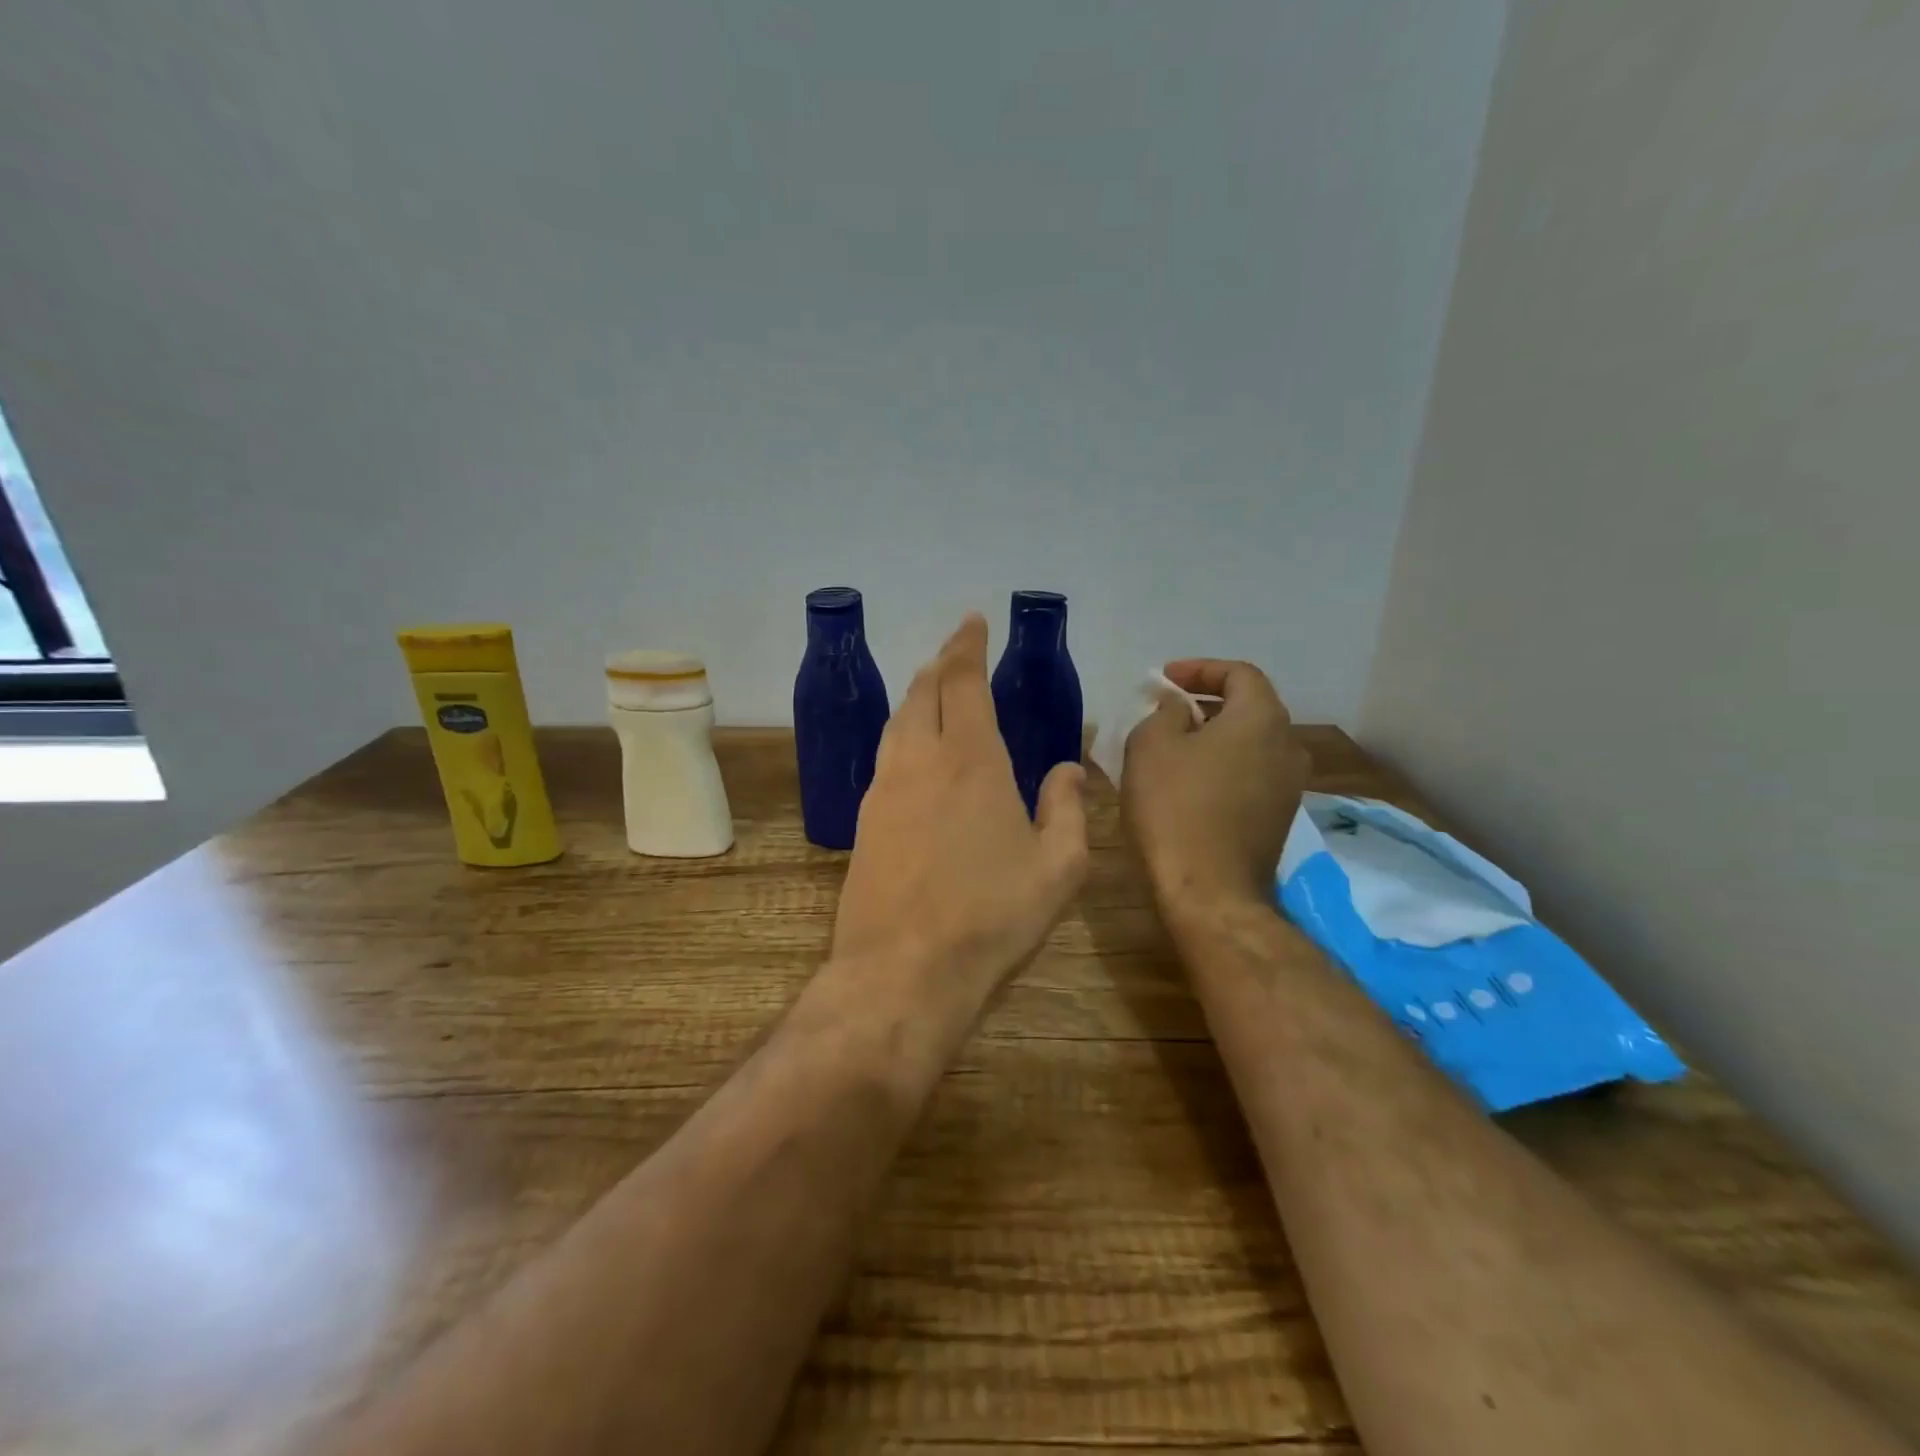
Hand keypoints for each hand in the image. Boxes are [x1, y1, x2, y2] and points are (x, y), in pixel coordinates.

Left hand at [831, 614, 1088, 1011]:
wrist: (903, 970)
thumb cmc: (991, 917)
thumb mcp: (1058, 867)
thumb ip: (1068, 807)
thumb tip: (1068, 766)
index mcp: (971, 761)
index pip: (964, 683)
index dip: (968, 647)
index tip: (973, 622)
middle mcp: (920, 761)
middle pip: (923, 692)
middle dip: (940, 663)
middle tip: (956, 652)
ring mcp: (884, 789)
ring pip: (897, 722)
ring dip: (917, 696)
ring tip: (934, 692)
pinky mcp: (864, 821)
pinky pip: (885, 758)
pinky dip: (902, 736)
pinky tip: (914, 755)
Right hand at [1121, 659, 1309, 911]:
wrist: (1210, 892)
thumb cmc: (1175, 808)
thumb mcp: (1150, 746)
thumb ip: (1165, 712)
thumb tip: (1179, 708)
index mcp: (1262, 718)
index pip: (1239, 673)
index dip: (1199, 669)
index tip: (1164, 678)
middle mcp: (1288, 746)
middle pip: (1249, 708)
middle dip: (1206, 702)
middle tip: (1166, 709)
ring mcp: (1290, 787)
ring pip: (1250, 745)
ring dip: (1215, 738)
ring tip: (1175, 747)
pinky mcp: (1279, 820)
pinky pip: (1250, 776)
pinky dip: (1223, 767)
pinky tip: (1190, 784)